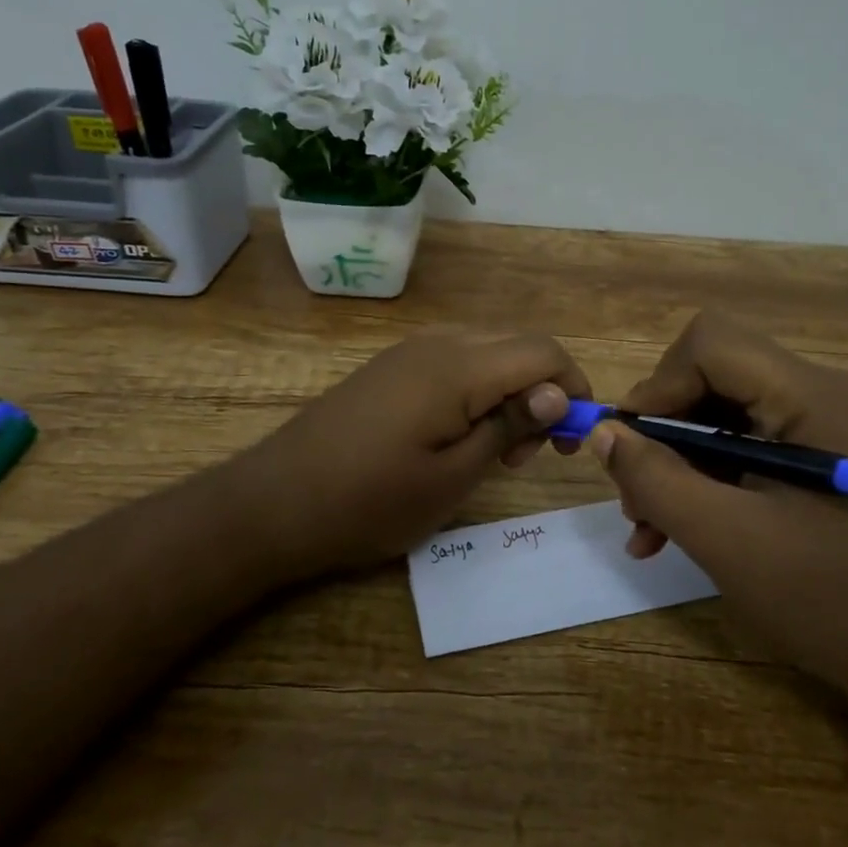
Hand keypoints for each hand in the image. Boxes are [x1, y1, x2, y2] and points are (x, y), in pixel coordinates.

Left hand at [217, 330, 589, 586]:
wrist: (275, 502)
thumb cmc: (370, 501)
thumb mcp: (452, 478)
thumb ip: (508, 427)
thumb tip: (555, 394)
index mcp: (458, 367)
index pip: (543, 352)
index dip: (572, 388)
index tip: (568, 441)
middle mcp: (437, 344)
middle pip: (517, 345)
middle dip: (542, 391)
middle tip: (530, 453)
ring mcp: (408, 352)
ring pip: (487, 351)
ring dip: (510, 390)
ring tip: (496, 450)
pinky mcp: (390, 367)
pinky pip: (454, 361)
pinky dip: (477, 389)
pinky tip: (459, 434)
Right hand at [586, 311, 847, 723]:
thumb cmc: (831, 600)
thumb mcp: (728, 542)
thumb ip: (656, 479)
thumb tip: (603, 432)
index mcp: (815, 397)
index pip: (712, 344)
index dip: (658, 385)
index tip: (628, 446)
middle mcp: (824, 391)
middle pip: (714, 374)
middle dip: (663, 430)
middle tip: (633, 495)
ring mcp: (826, 422)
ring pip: (722, 411)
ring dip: (677, 461)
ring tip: (648, 525)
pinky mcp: (821, 453)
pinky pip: (745, 442)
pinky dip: (706, 477)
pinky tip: (676, 529)